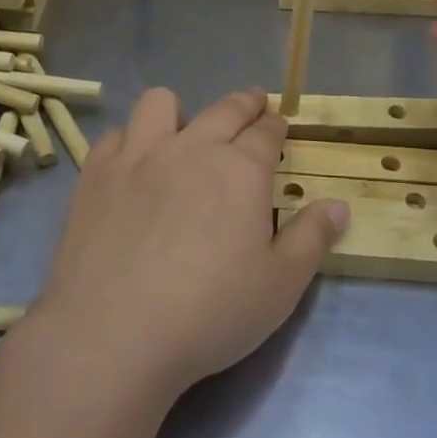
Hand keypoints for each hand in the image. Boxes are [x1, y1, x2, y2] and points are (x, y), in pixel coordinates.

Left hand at [31, 88, 348, 397]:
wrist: (113, 334)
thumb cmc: (208, 313)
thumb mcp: (280, 286)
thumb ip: (312, 239)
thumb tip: (340, 205)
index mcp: (240, 170)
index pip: (266, 132)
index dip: (276, 125)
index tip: (279, 122)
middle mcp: (192, 148)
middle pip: (224, 110)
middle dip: (244, 103)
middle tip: (252, 104)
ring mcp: (139, 156)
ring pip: (161, 103)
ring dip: (179, 112)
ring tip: (182, 133)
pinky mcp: (97, 175)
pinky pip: (115, 136)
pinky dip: (129, 142)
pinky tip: (132, 166)